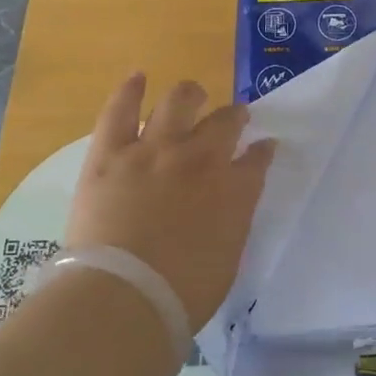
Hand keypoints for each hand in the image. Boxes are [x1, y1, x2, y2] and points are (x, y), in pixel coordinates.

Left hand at [65, 74, 276, 331]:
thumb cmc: (181, 296)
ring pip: (178, 102)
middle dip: (234, 117)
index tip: (264, 147)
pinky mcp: (110, 152)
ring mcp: (154, 150)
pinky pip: (120, 110)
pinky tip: (138, 76)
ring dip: (190, 95)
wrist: (123, 298)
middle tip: (232, 119)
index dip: (262, 150)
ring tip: (193, 94)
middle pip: (224, 122)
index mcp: (233, 190)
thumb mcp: (227, 260)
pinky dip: (130, 90)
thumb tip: (231, 203)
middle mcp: (200, 159)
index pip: (257, 159)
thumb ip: (233, 222)